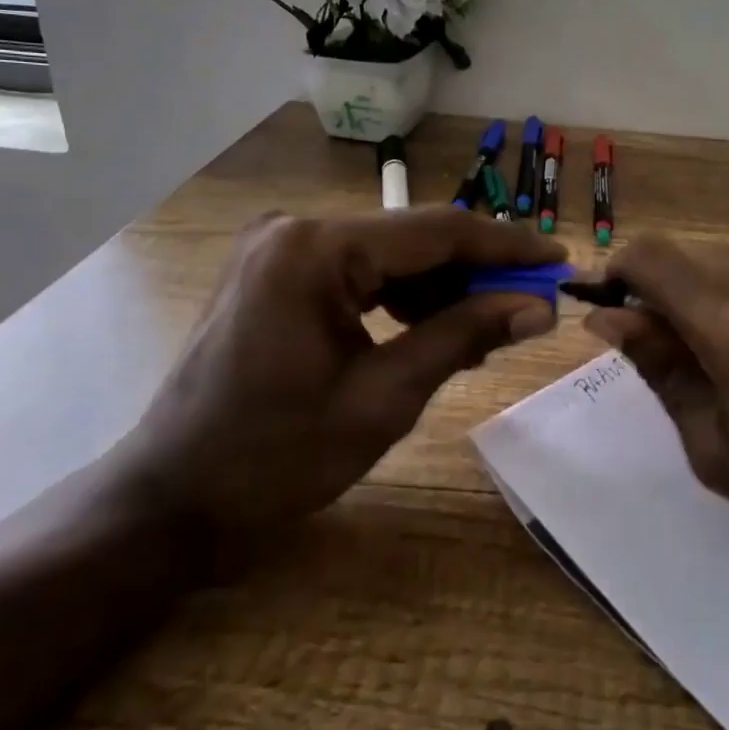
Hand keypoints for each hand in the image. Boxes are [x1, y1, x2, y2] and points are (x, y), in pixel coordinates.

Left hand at [120, 209, 563, 558]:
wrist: (169, 500)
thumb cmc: (274, 460)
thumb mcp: (383, 400)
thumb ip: (463, 337)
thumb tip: (538, 308)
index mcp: (315, 250)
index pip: (436, 232)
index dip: (506, 247)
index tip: (559, 260)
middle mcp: (297, 228)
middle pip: (414, 238)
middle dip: (477, 271)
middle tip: (533, 303)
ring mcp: (282, 247)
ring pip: (391, 254)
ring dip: (443, 286)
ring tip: (491, 326)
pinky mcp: (278, 269)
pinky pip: (361, 270)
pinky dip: (404, 296)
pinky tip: (436, 327)